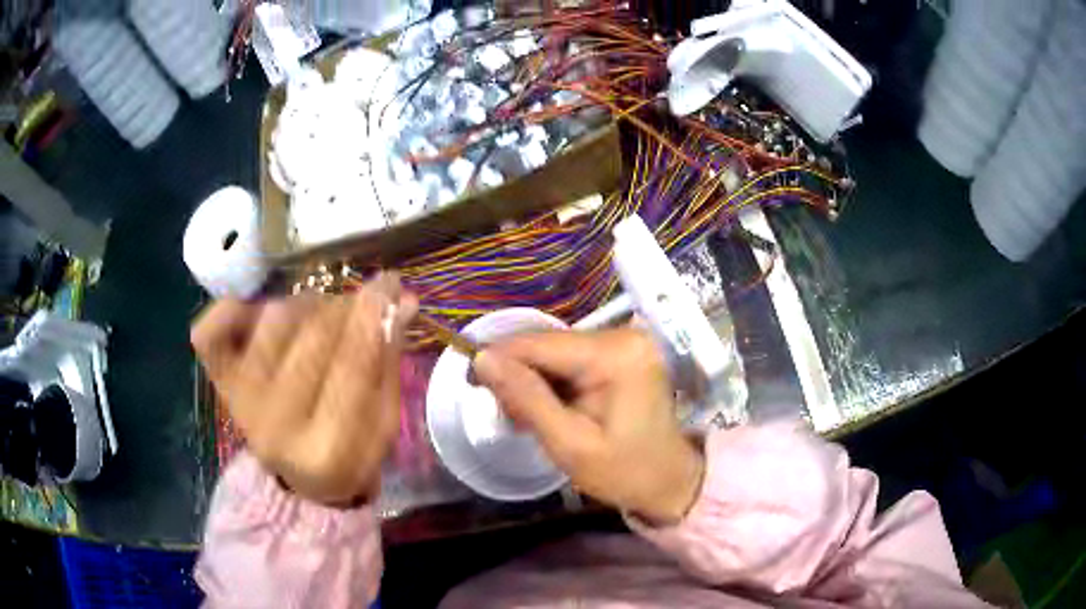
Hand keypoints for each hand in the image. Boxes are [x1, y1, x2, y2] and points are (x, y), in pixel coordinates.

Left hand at [191, 274, 416, 506]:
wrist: (297, 483)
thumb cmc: (349, 456)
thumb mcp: (382, 426)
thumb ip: (388, 363)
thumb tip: (400, 300)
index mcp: (326, 451)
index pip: (352, 364)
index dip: (373, 315)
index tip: (389, 284)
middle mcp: (275, 426)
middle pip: (313, 332)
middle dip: (345, 307)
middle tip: (359, 306)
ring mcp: (240, 402)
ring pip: (273, 317)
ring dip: (306, 307)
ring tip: (318, 321)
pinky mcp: (218, 383)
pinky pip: (209, 330)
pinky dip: (231, 309)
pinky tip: (257, 313)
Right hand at [474, 328, 704, 523]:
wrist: (667, 479)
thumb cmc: (622, 471)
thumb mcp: (568, 444)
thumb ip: (526, 398)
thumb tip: (482, 359)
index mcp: (615, 355)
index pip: (539, 344)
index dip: (499, 359)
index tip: (471, 383)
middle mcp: (623, 335)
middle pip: (547, 345)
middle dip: (520, 378)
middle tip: (512, 418)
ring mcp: (625, 341)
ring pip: (555, 351)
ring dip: (535, 383)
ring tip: (531, 420)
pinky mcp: (622, 352)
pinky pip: (572, 358)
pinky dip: (554, 383)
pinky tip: (552, 409)